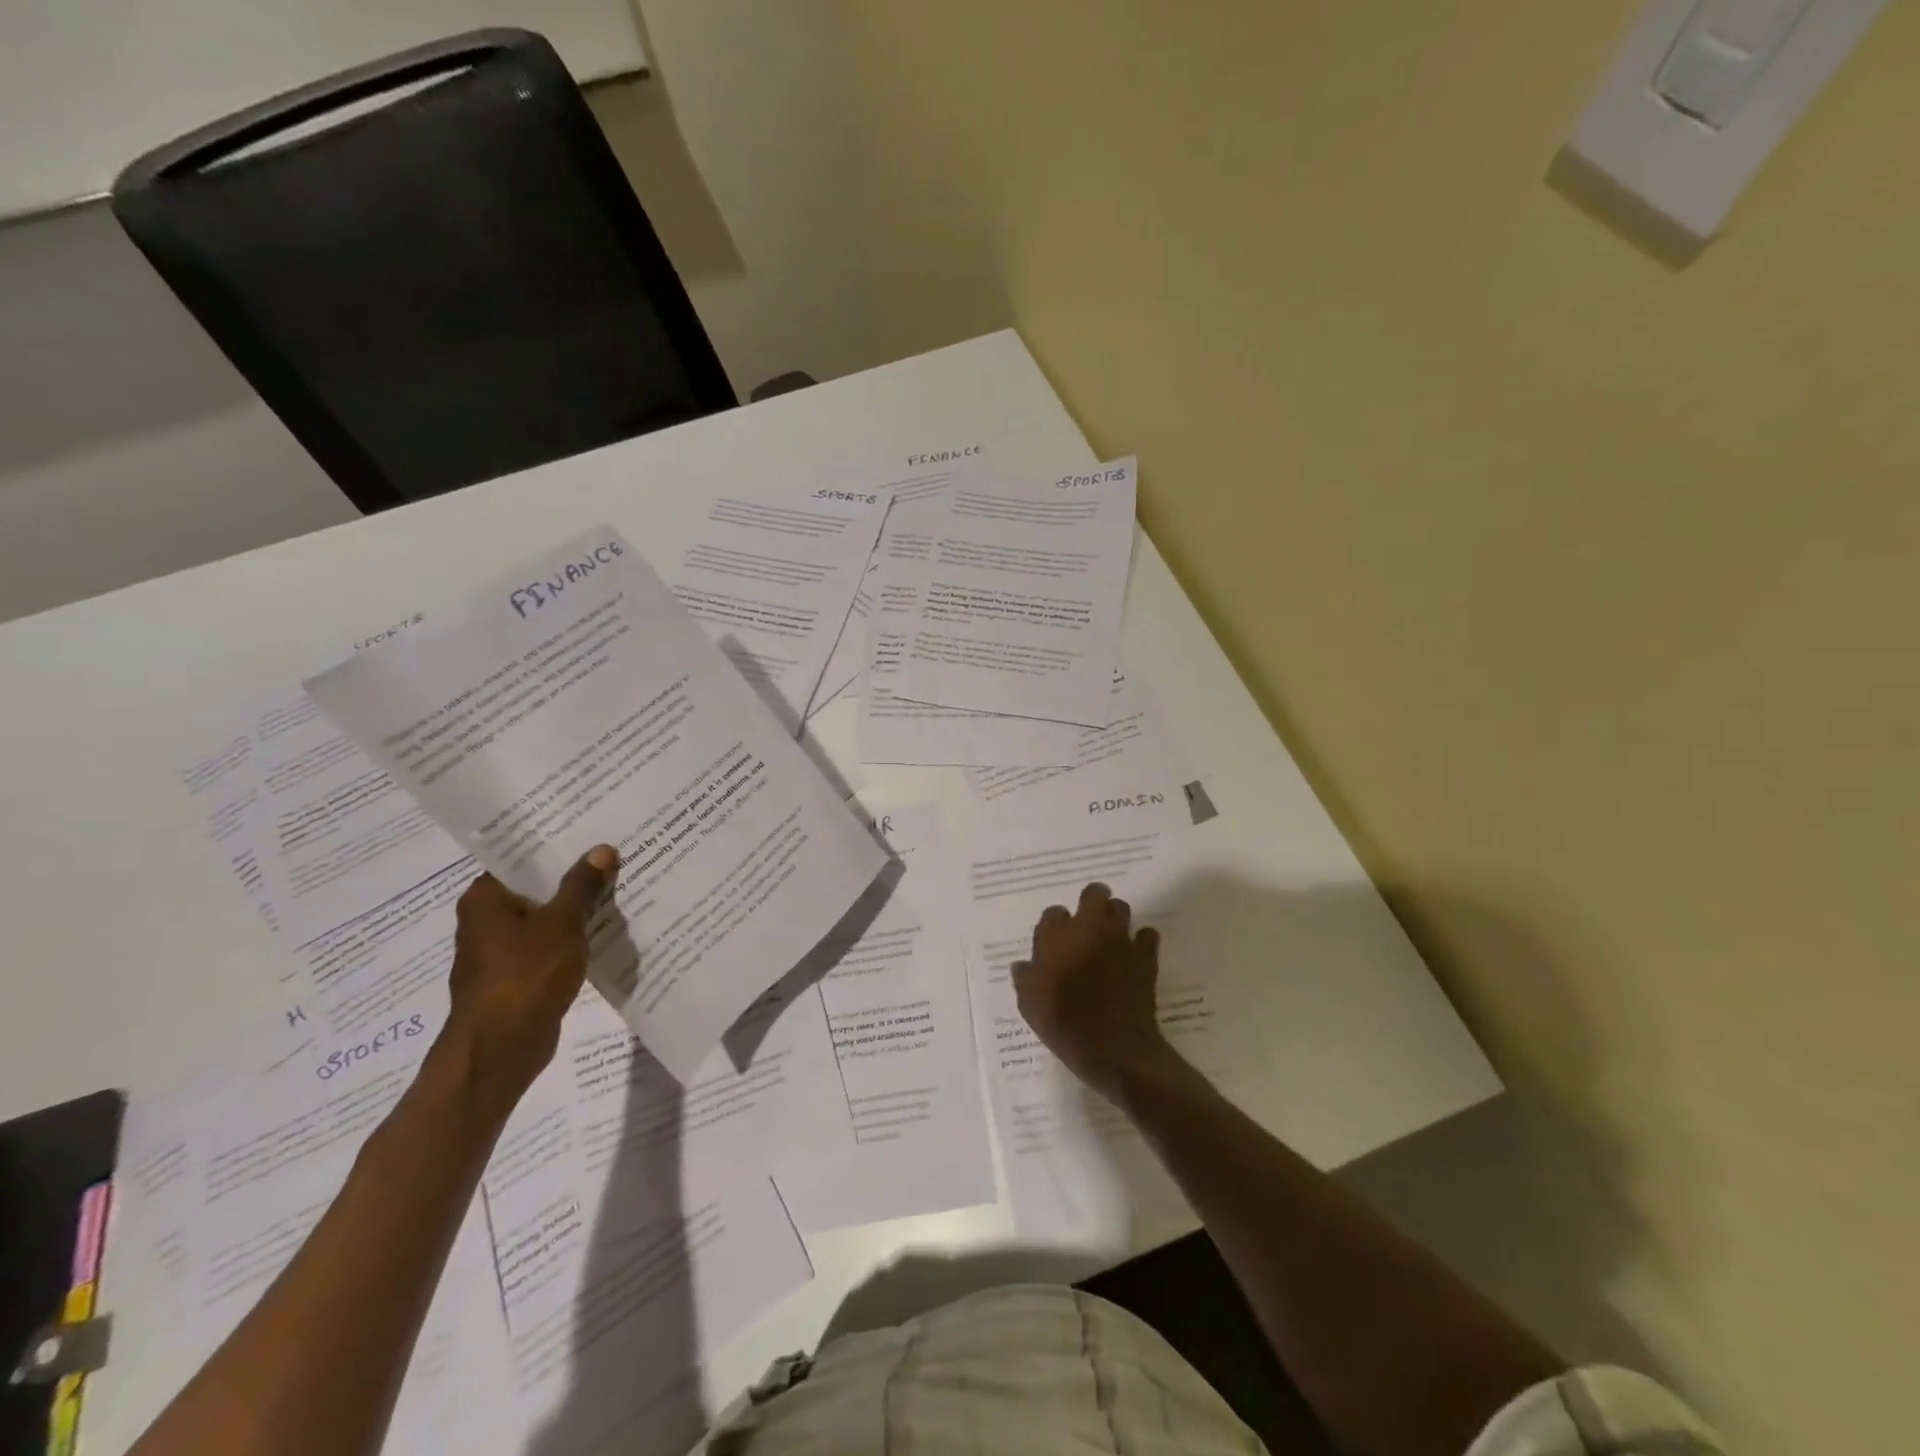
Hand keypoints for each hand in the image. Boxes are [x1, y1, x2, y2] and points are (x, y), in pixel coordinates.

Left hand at [436, 846, 617, 1115]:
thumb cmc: (524, 977)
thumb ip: (582, 886)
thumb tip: (602, 850)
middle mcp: (486, 921)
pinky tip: (606, 930)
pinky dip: (573, 938)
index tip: (591, 829)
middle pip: (536, 887)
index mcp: (484, 899)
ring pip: (546, 918)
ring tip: (619, 887)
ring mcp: (501, 952)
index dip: (556, 844)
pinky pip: (551, 945)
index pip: (520, 859)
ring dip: (577, 908)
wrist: (501, 1050)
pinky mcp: (518, 977)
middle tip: (615, 854)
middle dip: (574, 876)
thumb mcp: (561, 924)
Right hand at [1013, 881, 1179, 1103]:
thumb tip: (1022, 965)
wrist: (1112, 1047)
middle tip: (1088, 921)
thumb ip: (1025, 978)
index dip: (1055, 925)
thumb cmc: (1064, 1024)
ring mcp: (1119, 938)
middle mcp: (1087, 928)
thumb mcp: (1030, 1006)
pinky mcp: (1144, 954)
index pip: (1053, 913)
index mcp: (1055, 936)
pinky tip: (1135, 955)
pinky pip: (1147, 935)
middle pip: (1093, 894)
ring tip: (1111, 936)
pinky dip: (1142, 942)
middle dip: (1092, 901)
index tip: (1055, 941)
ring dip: (1115, 917)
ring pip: (1121, 907)